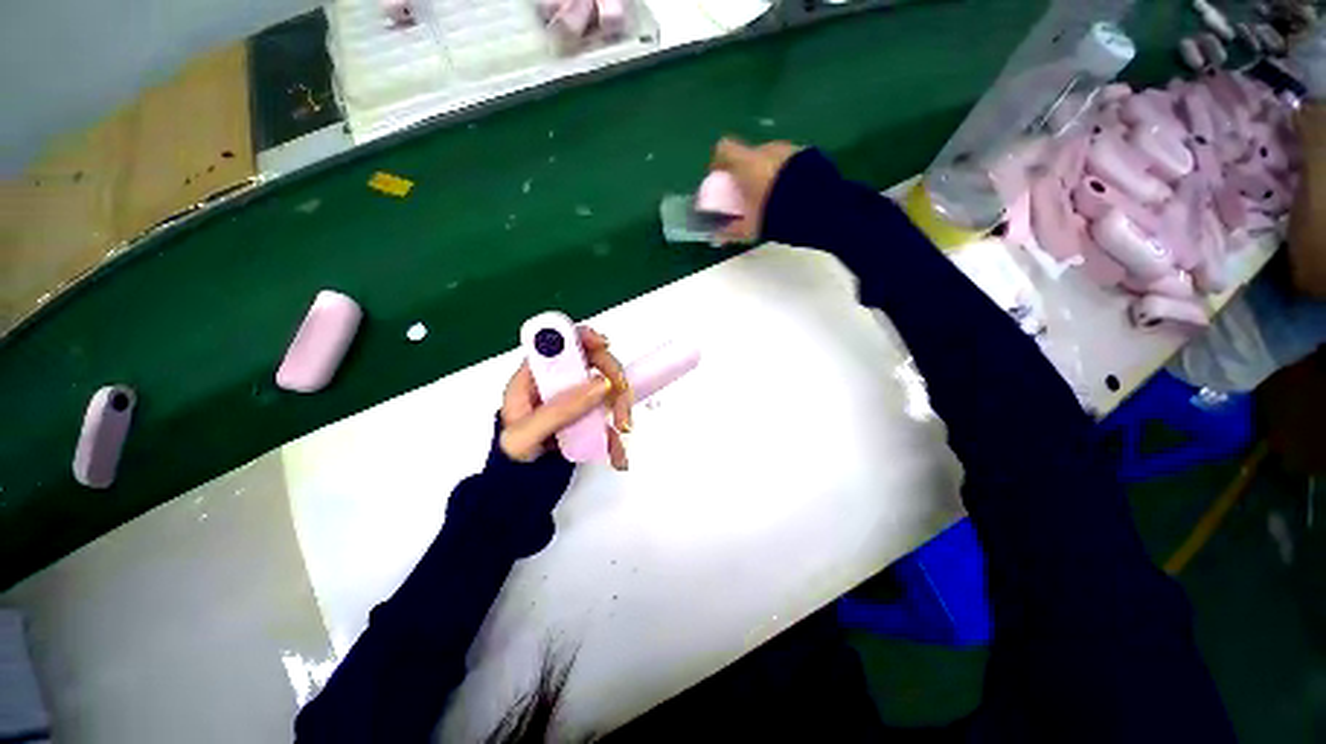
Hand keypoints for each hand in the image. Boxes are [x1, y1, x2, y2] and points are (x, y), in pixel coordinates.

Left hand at [499, 326, 632, 469]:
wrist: (518, 490)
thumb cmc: (512, 460)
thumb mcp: (526, 436)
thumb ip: (560, 410)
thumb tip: (601, 383)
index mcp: (533, 379)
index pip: (557, 344)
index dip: (581, 336)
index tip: (604, 345)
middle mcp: (557, 384)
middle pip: (592, 362)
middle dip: (613, 379)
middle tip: (621, 403)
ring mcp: (575, 400)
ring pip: (608, 387)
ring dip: (621, 406)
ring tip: (621, 432)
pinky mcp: (588, 417)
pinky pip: (610, 415)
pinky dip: (617, 433)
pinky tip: (616, 455)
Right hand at [709, 137, 802, 242]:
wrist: (815, 206)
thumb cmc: (773, 214)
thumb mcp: (749, 228)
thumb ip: (731, 230)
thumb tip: (717, 237)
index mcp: (746, 163)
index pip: (723, 149)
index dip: (719, 162)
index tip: (721, 179)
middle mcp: (765, 149)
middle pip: (749, 154)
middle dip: (746, 171)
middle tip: (749, 193)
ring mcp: (788, 149)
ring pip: (770, 158)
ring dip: (767, 172)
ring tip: (772, 196)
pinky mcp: (807, 154)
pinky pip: (788, 163)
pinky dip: (785, 174)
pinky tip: (790, 193)